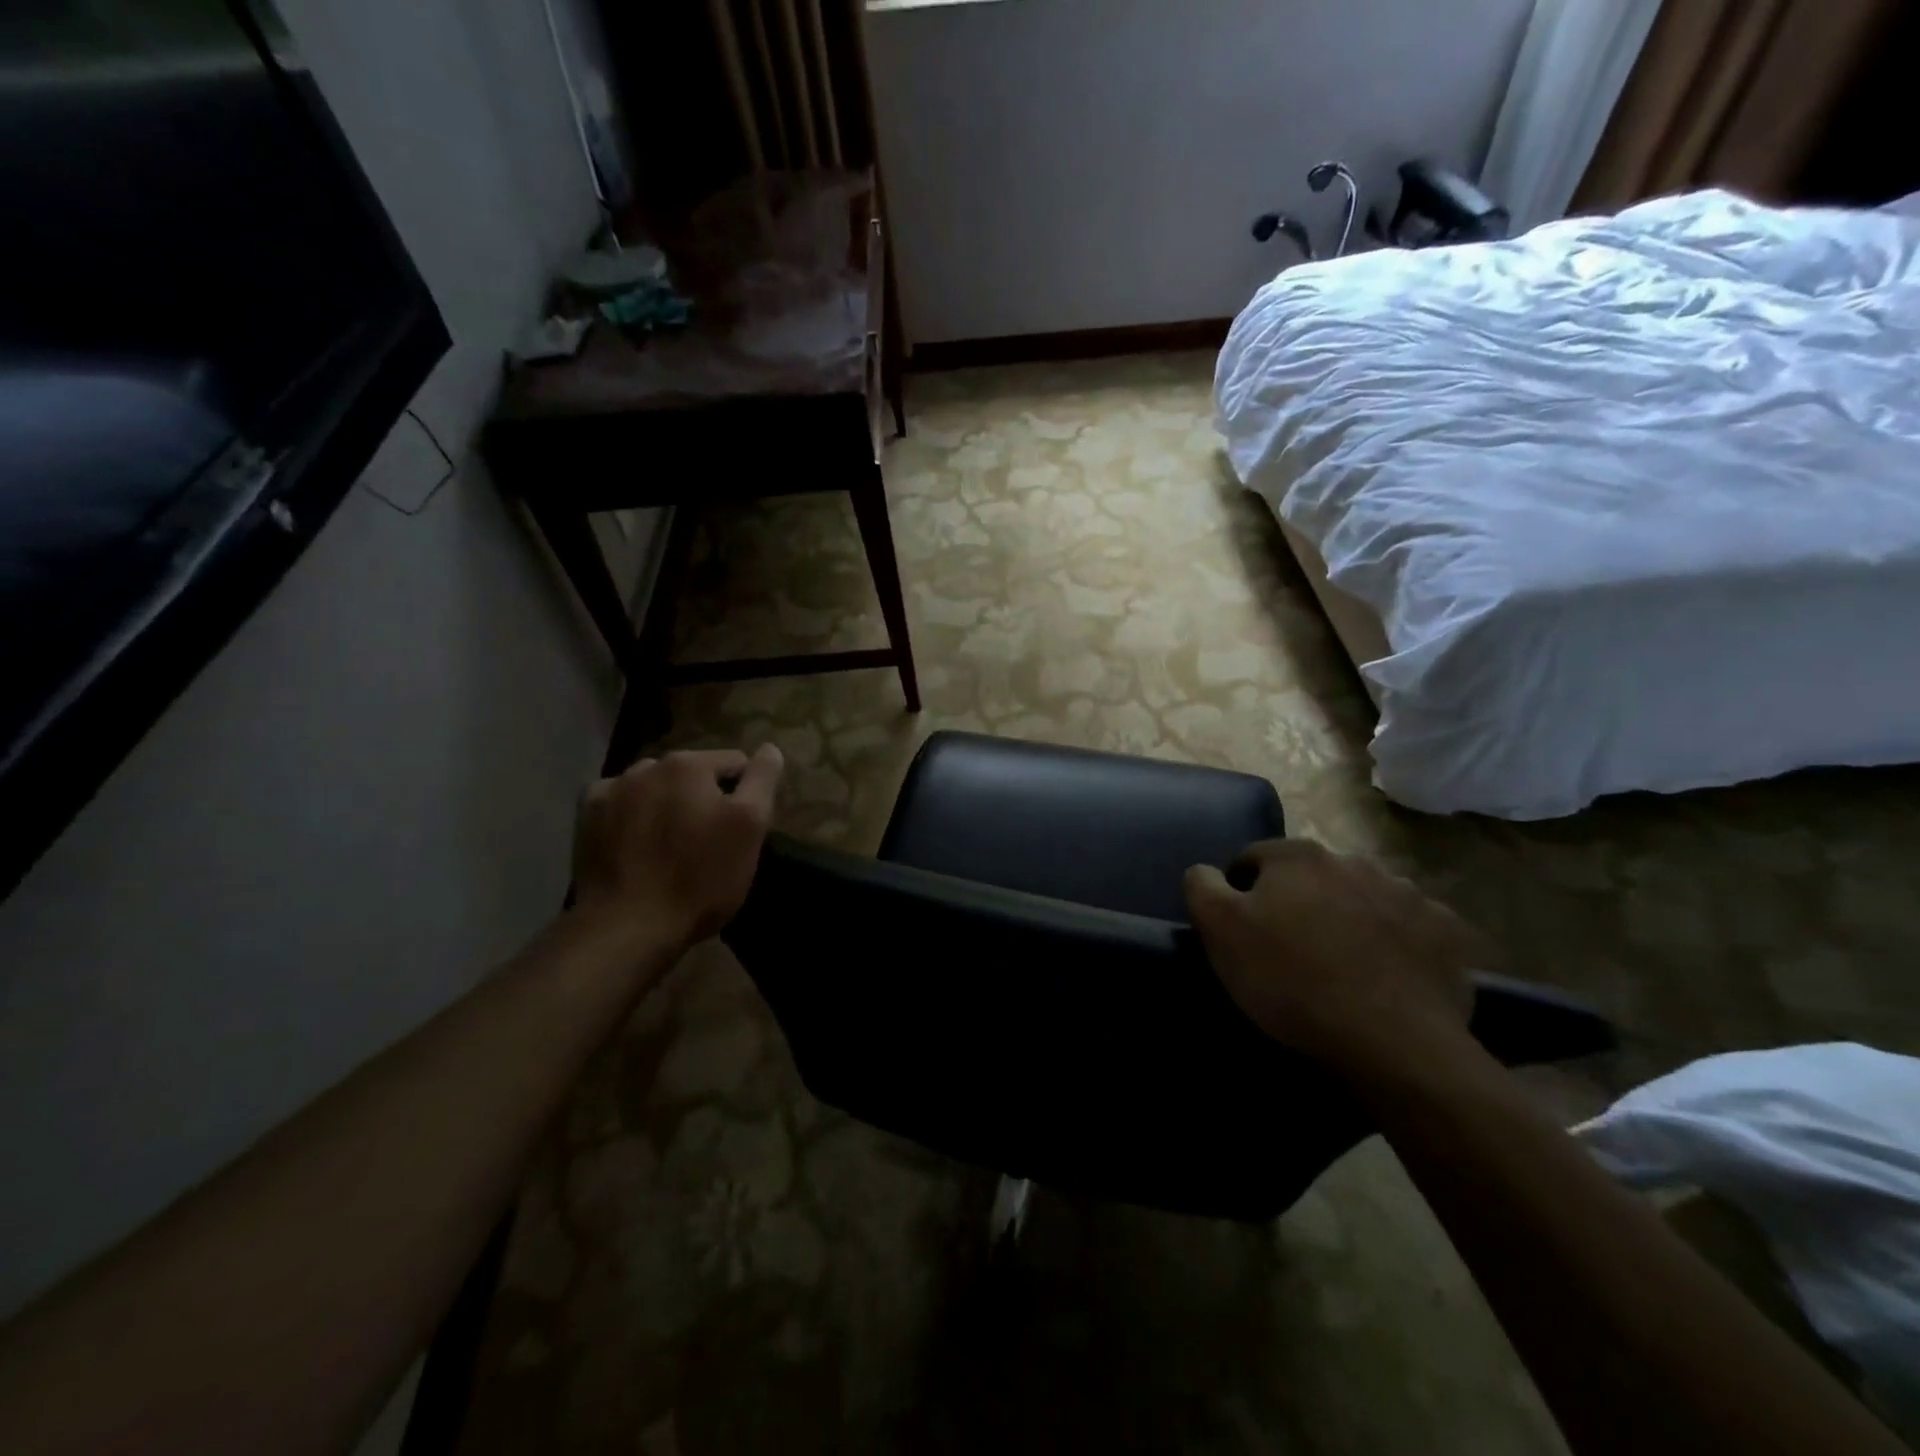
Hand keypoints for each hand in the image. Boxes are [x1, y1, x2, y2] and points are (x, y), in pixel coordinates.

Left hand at [572, 746, 783, 952]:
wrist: (627, 926)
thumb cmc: (699, 878)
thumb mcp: (749, 828)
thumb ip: (762, 780)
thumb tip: (770, 748)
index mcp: (689, 765)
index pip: (734, 763)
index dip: (744, 795)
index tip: (740, 831)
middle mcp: (646, 766)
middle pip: (691, 774)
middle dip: (702, 798)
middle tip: (706, 842)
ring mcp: (610, 791)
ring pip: (654, 787)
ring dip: (665, 804)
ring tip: (669, 845)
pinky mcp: (586, 818)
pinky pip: (619, 804)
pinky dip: (630, 816)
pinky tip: (635, 844)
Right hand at [1184, 839, 1493, 1072]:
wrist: (1393, 1044)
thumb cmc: (1292, 981)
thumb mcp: (1220, 931)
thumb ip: (1202, 886)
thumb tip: (1205, 870)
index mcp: (1297, 856)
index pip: (1253, 858)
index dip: (1241, 892)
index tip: (1243, 931)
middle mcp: (1353, 860)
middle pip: (1311, 876)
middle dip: (1298, 902)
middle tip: (1291, 950)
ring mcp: (1407, 893)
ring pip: (1362, 898)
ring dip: (1348, 918)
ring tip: (1342, 966)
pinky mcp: (1447, 931)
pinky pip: (1410, 928)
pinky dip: (1396, 943)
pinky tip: (1387, 978)